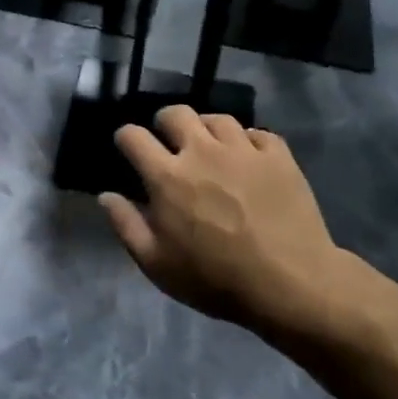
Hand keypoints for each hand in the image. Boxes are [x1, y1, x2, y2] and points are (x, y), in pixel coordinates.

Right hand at [100, 107, 362, 339]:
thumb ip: (126, 225)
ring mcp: (243, 150)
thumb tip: (106, 195)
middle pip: (175, 113)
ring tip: (210, 147)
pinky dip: (248, 141)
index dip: (125, 138)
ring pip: (217, 119)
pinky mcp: (278, 156)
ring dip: (206, 129)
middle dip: (164, 122)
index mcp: (167, 176)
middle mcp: (202, 151)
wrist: (292, 285)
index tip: (128, 148)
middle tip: (169, 142)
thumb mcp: (157, 264)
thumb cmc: (216, 279)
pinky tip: (248, 158)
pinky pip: (258, 133)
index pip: (133, 136)